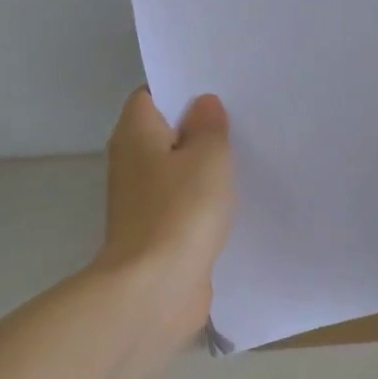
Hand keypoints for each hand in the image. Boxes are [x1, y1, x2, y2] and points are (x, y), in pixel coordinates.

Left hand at [97, 88, 234, 347]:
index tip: (217, 88)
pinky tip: (235, 198)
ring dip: (203, 165)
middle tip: (241, 117)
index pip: (152, 95)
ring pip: (176, 168)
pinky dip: (203, 198)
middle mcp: (131, 161)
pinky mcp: (157, 231)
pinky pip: (183, 201)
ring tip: (245, 152)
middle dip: (199, 126)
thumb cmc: (180, 211)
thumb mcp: (208, 157)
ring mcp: (142, 199)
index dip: (182, 88)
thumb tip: (203, 104)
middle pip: (165, 131)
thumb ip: (210, 126)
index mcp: (135, 133)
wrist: (155, 290)